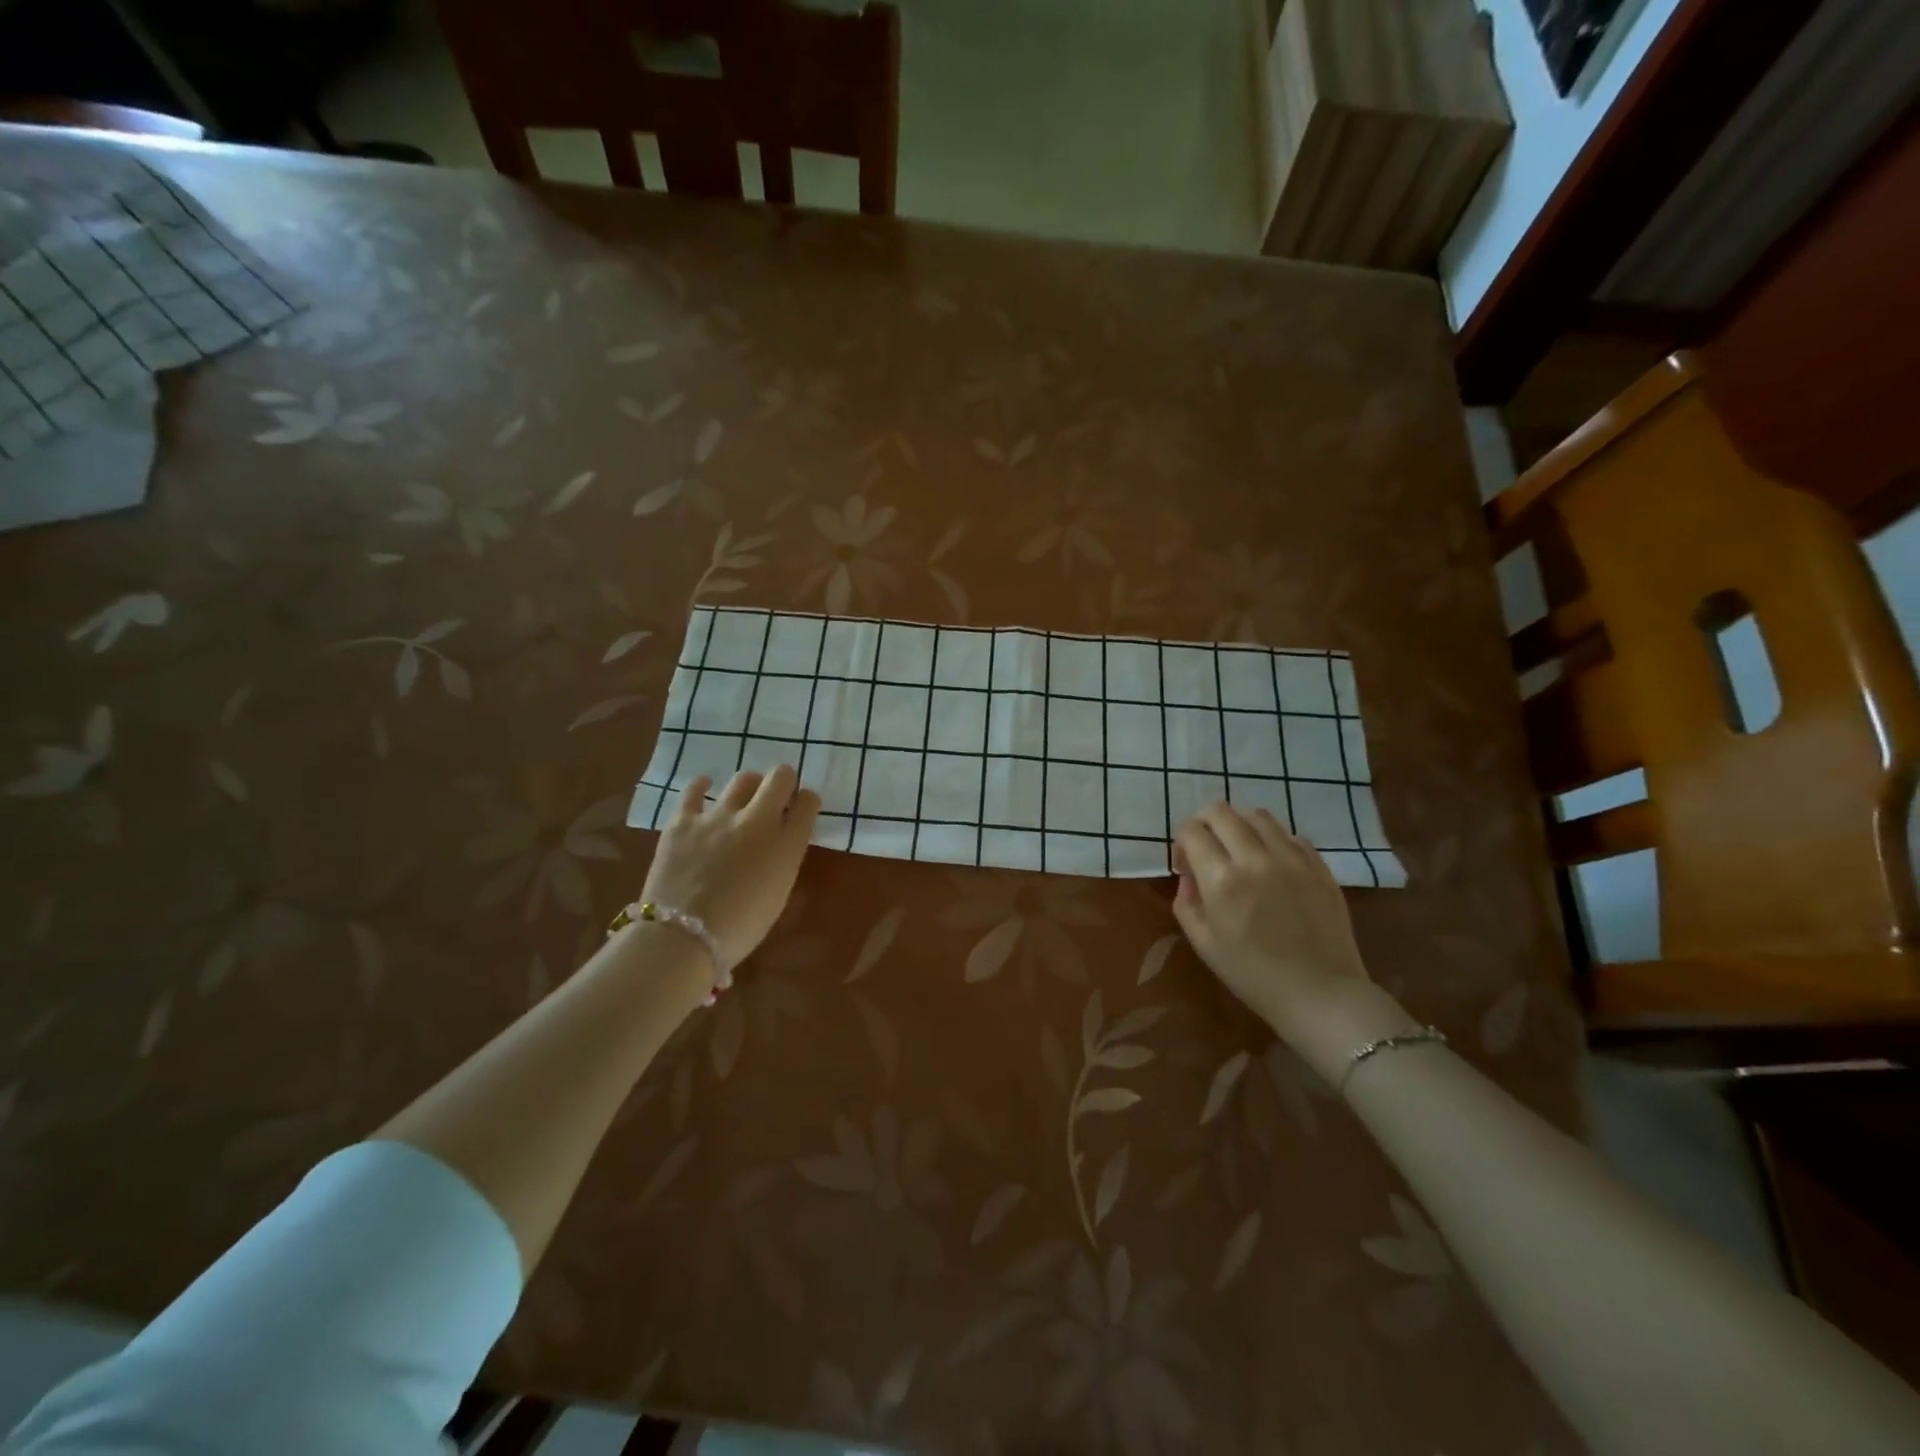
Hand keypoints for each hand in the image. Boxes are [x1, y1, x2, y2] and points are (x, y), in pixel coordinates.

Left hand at [641, 766, 819, 973]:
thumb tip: (780, 843)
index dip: (806, 801)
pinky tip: (705, 788)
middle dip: (784, 781)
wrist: (682, 938)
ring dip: (749, 785)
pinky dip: (702, 786)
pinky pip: (694, 790)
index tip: (801, 808)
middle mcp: (758, 821)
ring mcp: (718, 816)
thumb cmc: (740, 928)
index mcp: (787, 844)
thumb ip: (783, 860)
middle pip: (780, 778)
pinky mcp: (683, 820)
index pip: (808, 803)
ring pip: (743, 779)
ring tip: (743, 797)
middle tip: (777, 795)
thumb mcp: (778, 894)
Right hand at [1172, 803, 1409, 1078]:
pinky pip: (1290, 834)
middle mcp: (1256, 859)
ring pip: (1257, 815)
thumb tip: (1189, 875)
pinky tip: (1271, 863)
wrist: (1321, 995)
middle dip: (1204, 823)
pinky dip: (1272, 839)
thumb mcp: (1203, 944)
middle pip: (1221, 811)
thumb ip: (1186, 901)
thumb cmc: (1253, 976)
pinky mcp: (1319, 865)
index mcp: (1222, 880)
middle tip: (1206, 848)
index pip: (1191, 830)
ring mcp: (1293, 859)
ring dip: (1239, 825)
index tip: (1186, 865)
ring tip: (1239, 850)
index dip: (1181, 842)